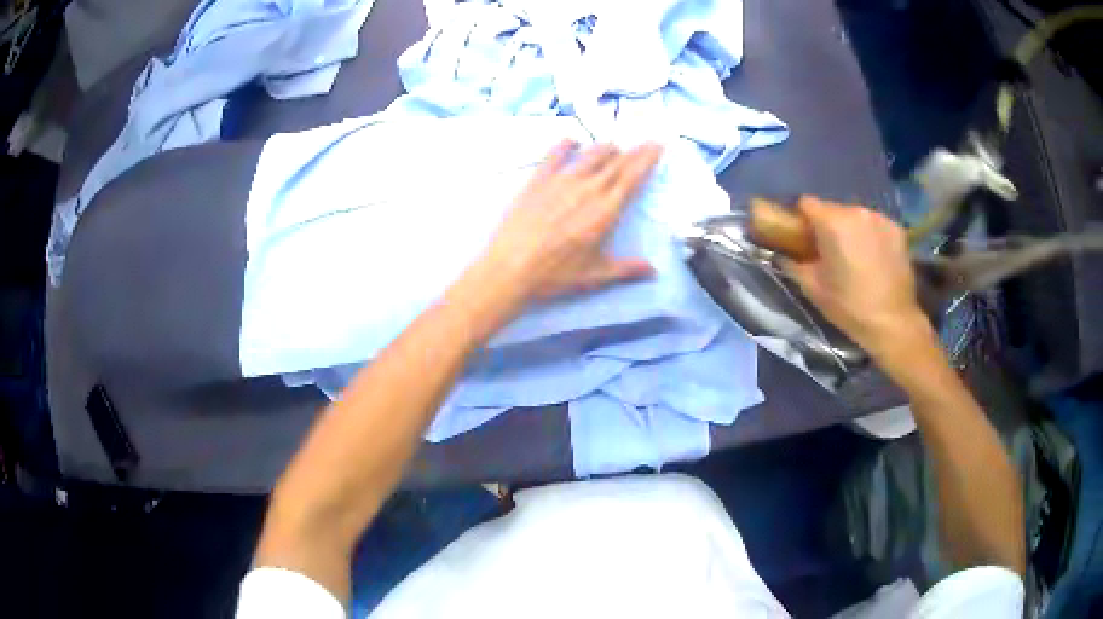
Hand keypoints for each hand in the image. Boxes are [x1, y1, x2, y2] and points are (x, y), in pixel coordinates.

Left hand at [484, 140, 662, 301]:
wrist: (511, 267)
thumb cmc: (555, 275)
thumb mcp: (594, 276)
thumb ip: (626, 269)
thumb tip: (653, 271)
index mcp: (605, 211)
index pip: (632, 178)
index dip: (646, 160)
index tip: (657, 146)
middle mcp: (587, 189)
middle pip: (616, 163)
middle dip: (634, 151)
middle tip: (645, 143)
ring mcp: (561, 181)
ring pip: (590, 155)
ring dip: (605, 148)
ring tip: (613, 146)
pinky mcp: (537, 180)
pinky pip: (554, 155)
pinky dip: (566, 145)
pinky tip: (572, 141)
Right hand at [785, 196, 931, 357]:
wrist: (893, 322)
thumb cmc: (849, 306)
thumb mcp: (813, 288)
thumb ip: (793, 264)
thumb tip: (782, 254)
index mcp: (832, 222)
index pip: (806, 203)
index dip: (801, 218)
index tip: (802, 237)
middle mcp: (856, 211)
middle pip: (833, 209)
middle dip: (828, 226)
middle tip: (829, 252)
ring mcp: (879, 218)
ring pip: (855, 216)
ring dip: (850, 230)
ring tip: (854, 256)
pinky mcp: (897, 229)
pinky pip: (875, 225)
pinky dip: (870, 236)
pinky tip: (874, 258)